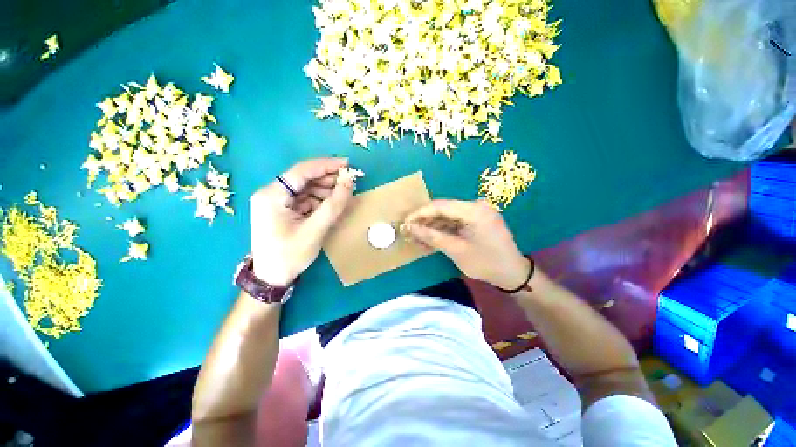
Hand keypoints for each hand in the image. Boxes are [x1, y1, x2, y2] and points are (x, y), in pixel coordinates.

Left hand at [250, 158, 353, 285]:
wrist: (271, 278)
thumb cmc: (290, 255)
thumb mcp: (315, 230)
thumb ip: (333, 205)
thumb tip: (349, 181)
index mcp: (272, 195)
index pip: (302, 171)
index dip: (326, 165)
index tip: (348, 164)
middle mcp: (271, 193)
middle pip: (304, 178)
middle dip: (328, 179)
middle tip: (349, 183)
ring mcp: (276, 201)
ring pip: (306, 188)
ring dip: (325, 191)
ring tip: (342, 197)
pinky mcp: (283, 209)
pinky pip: (305, 198)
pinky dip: (320, 201)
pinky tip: (331, 206)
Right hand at [402, 199, 529, 289]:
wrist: (513, 273)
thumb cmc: (486, 263)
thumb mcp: (455, 250)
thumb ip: (431, 236)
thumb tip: (408, 227)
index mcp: (474, 210)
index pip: (440, 206)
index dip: (419, 213)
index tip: (404, 222)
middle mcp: (476, 205)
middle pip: (443, 209)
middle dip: (424, 221)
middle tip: (408, 232)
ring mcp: (477, 211)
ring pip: (447, 215)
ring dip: (432, 226)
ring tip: (417, 238)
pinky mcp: (477, 218)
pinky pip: (455, 221)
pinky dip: (442, 229)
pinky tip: (431, 238)